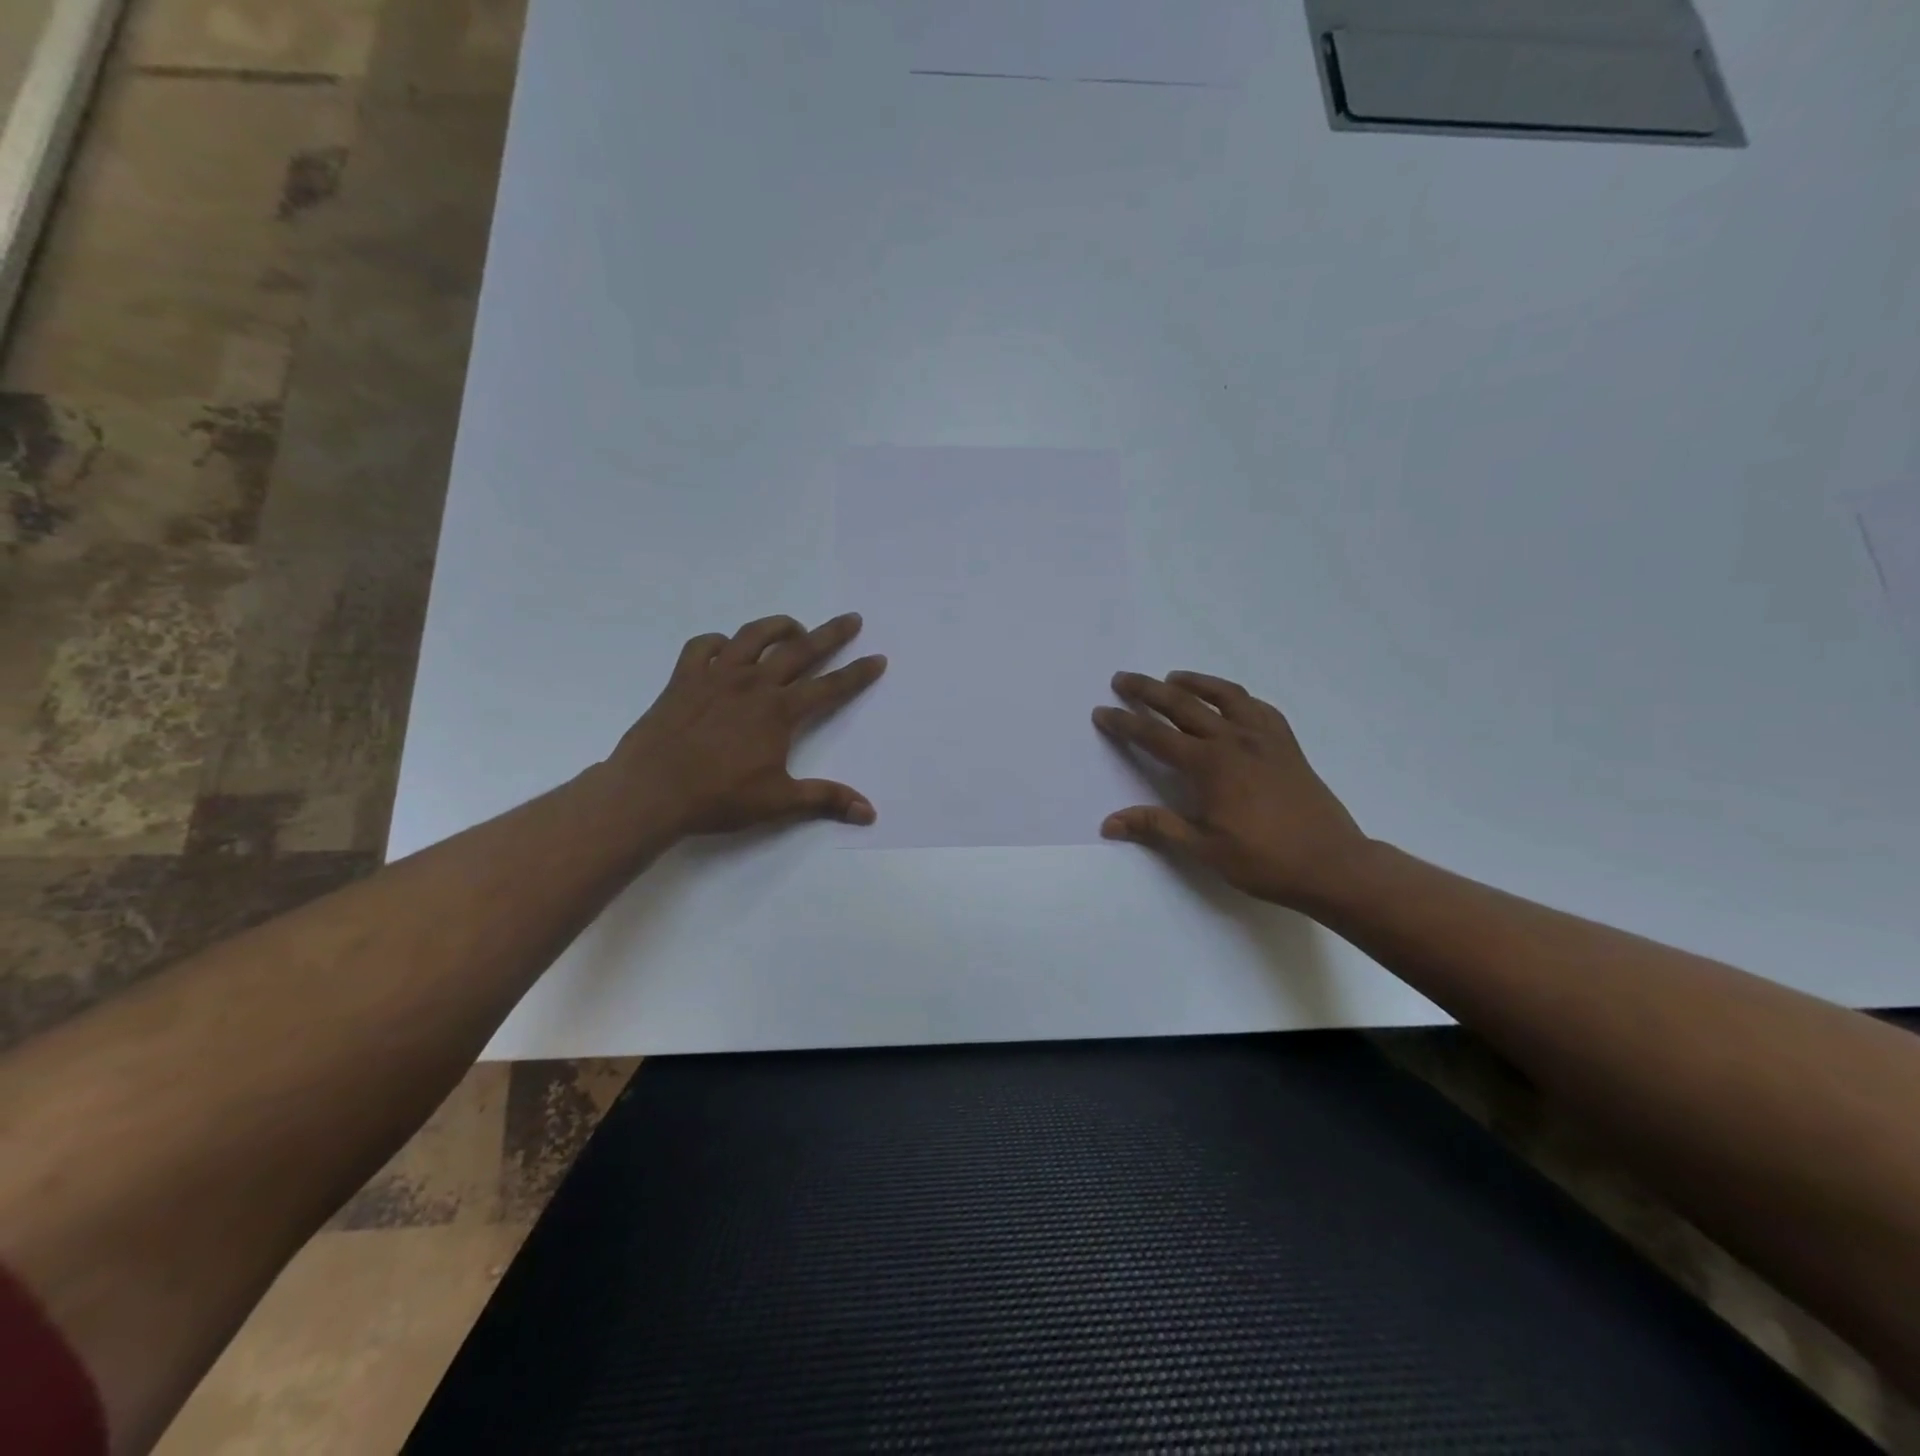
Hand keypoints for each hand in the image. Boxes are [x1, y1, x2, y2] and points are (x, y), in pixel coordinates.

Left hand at [607, 612, 886, 836]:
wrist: (651, 791)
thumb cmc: (718, 797)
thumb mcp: (779, 802)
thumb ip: (826, 799)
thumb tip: (869, 812)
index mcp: (779, 711)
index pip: (830, 686)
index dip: (857, 673)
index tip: (877, 658)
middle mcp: (752, 683)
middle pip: (800, 649)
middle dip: (831, 634)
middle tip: (851, 619)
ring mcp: (715, 676)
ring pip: (752, 636)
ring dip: (778, 626)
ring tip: (793, 627)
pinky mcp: (684, 679)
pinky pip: (702, 646)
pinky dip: (717, 642)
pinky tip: (725, 649)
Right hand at [1093, 672, 1371, 910]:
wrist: (1332, 864)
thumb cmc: (1263, 860)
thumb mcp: (1203, 848)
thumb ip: (1156, 827)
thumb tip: (1109, 823)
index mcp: (1209, 765)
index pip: (1155, 736)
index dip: (1124, 723)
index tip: (1101, 712)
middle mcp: (1234, 741)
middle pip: (1183, 705)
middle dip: (1148, 690)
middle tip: (1123, 679)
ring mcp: (1264, 738)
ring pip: (1224, 696)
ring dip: (1194, 683)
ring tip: (1173, 677)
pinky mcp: (1287, 744)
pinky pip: (1259, 707)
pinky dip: (1237, 697)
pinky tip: (1231, 702)